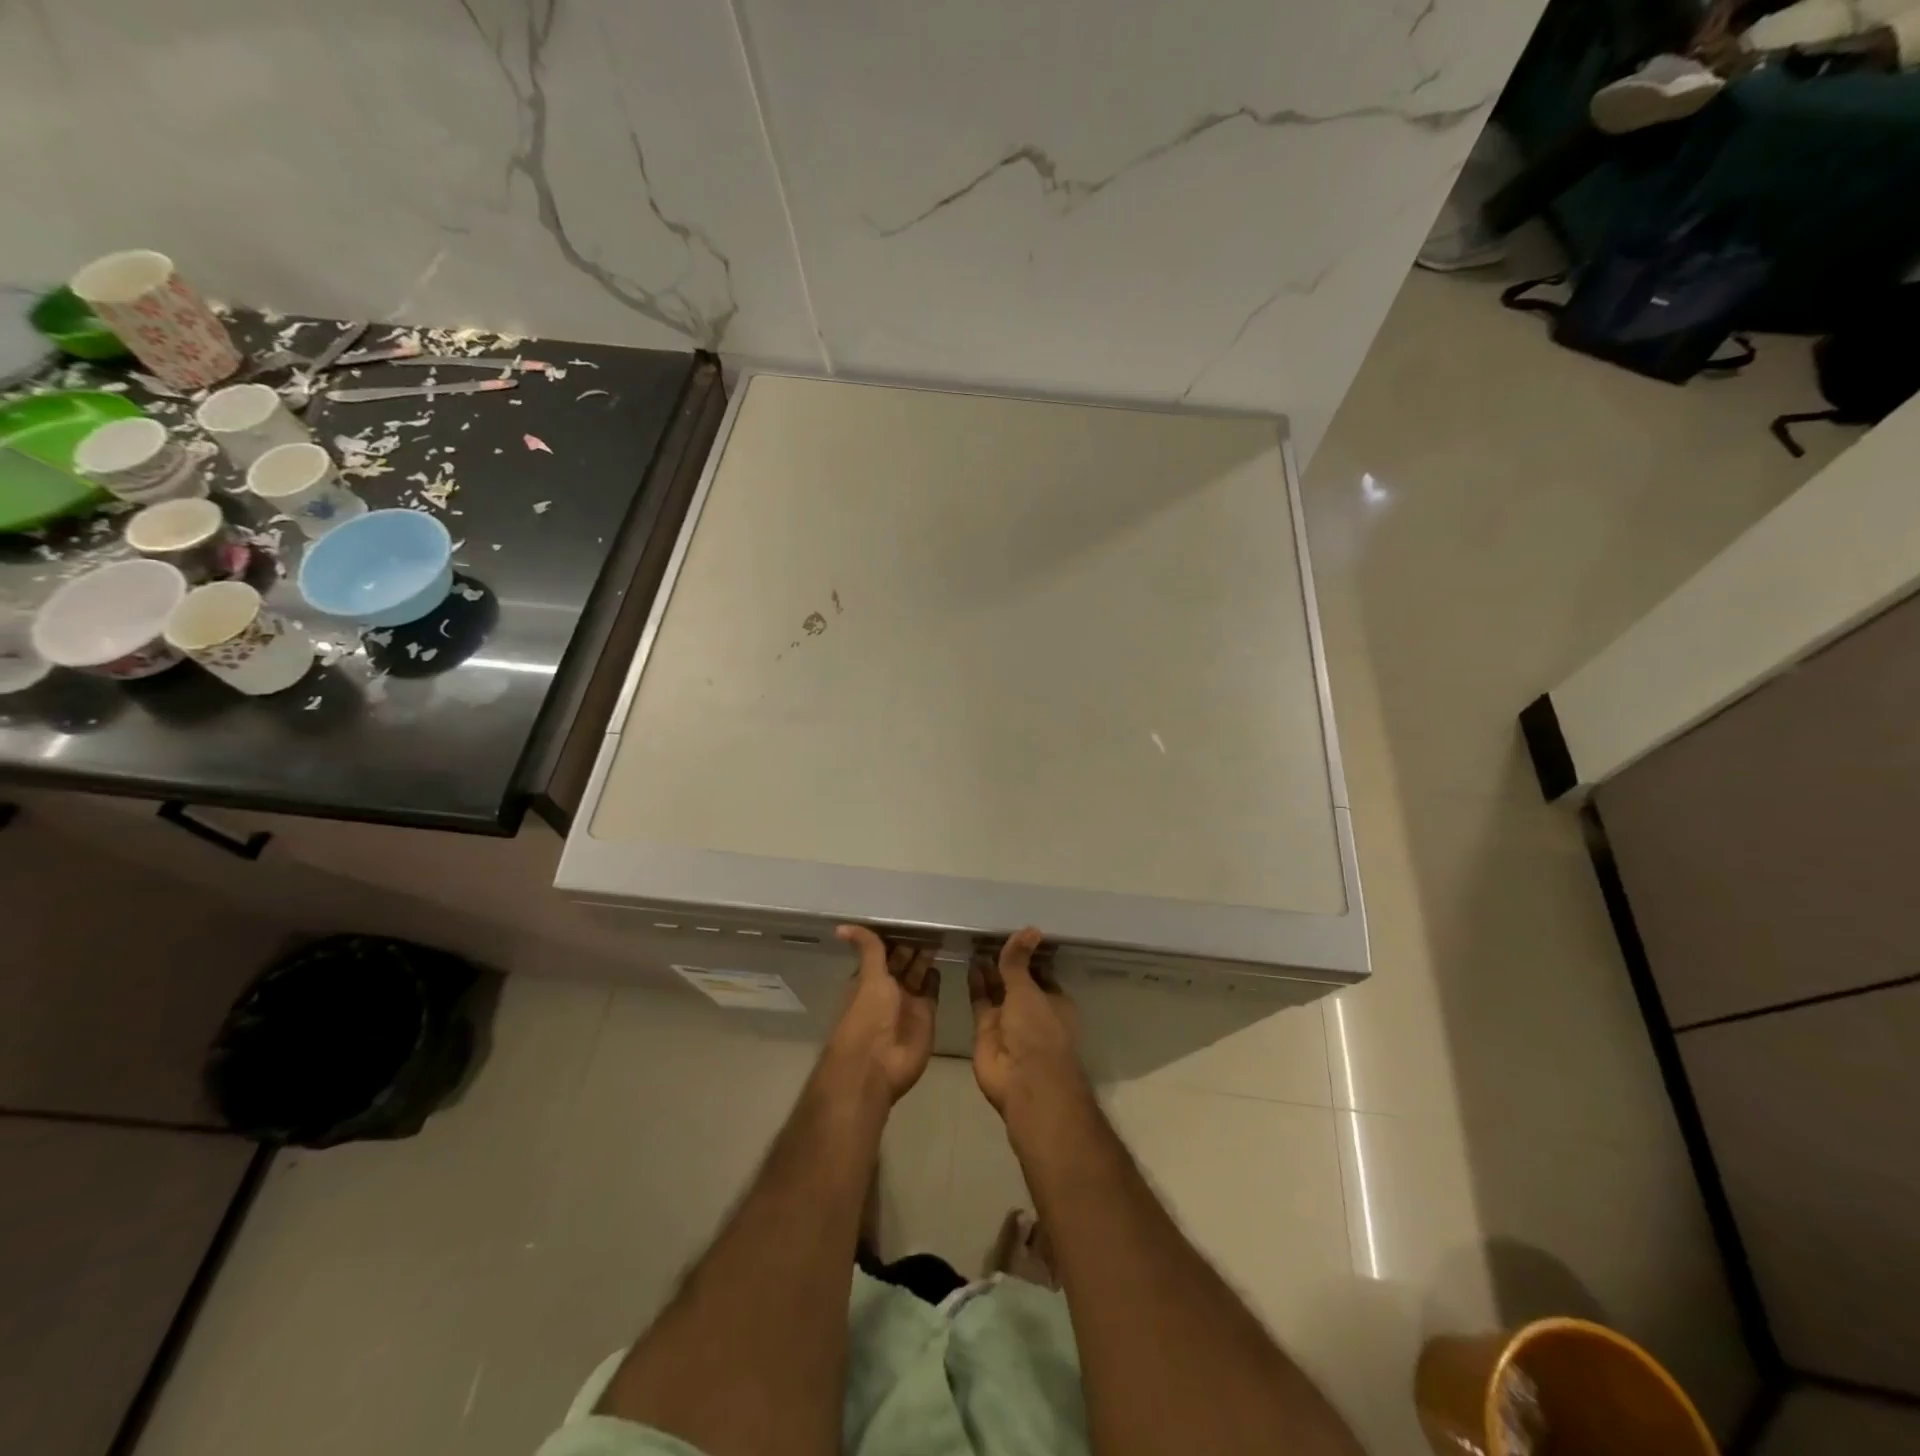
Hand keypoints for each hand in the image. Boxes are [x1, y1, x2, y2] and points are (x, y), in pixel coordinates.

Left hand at [824, 925, 938, 1103]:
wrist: (878, 1065)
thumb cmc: (868, 1016)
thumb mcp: (868, 976)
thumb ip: (868, 949)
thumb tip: (841, 926)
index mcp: (870, 977)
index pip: (883, 950)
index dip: (894, 934)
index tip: (909, 913)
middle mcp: (888, 987)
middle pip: (903, 960)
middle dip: (913, 943)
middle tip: (931, 918)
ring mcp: (908, 1001)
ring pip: (918, 972)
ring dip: (926, 956)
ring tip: (940, 933)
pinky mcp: (926, 1014)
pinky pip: (932, 990)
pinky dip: (935, 977)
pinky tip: (942, 960)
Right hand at [969, 928, 1085, 1121]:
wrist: (1023, 1081)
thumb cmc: (1038, 1031)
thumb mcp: (1028, 989)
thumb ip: (1019, 961)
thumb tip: (1030, 928)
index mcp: (1054, 1001)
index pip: (1041, 971)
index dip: (1028, 954)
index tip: (1015, 931)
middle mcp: (1032, 1010)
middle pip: (1016, 980)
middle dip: (1005, 961)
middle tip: (989, 931)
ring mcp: (1008, 1021)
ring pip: (997, 989)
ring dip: (989, 970)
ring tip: (976, 941)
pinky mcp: (986, 1030)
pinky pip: (980, 1001)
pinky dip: (975, 984)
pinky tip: (969, 961)